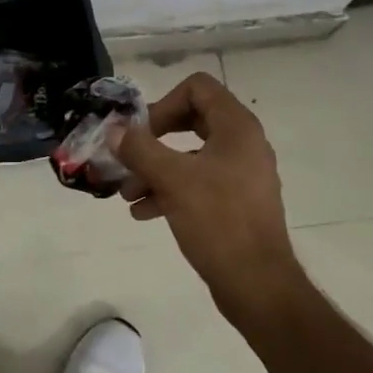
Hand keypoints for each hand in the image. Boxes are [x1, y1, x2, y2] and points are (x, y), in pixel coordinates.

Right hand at [112, 72, 304, 316]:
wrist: (258, 285)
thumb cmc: (218, 221)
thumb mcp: (172, 180)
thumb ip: (140, 149)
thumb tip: (114, 129)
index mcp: (236, 127)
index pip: (198, 87)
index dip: (165, 102)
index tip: (143, 131)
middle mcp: (243, 144)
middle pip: (192, 119)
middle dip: (155, 137)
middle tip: (130, 153)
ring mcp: (242, 174)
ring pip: (192, 156)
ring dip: (157, 168)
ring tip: (128, 192)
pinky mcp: (236, 202)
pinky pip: (199, 183)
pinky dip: (171, 190)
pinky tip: (144, 212)